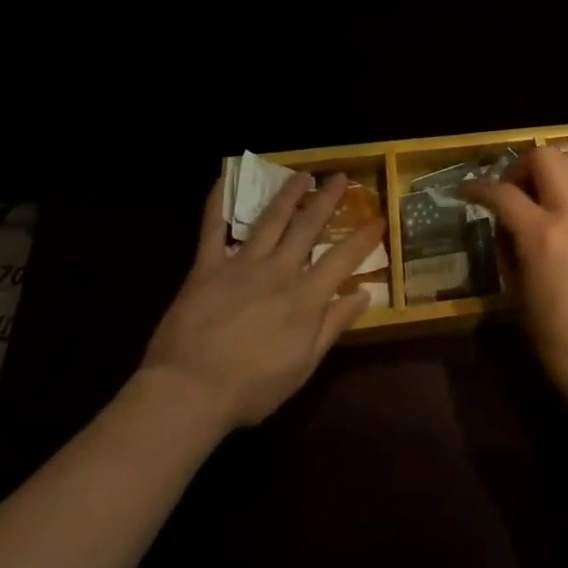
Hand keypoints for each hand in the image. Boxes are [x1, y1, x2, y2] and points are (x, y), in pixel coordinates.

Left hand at [138, 172, 383, 434]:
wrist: (188, 392)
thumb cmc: (251, 388)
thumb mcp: (303, 366)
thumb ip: (333, 326)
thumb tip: (364, 295)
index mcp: (305, 297)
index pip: (343, 258)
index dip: (364, 237)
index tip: (379, 217)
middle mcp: (279, 270)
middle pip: (308, 226)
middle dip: (327, 200)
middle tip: (340, 177)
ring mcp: (242, 264)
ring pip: (270, 219)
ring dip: (287, 194)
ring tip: (300, 175)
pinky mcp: (207, 267)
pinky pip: (212, 229)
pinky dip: (217, 204)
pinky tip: (223, 180)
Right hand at [466, 149, 567, 413]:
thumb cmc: (554, 338)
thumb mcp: (516, 291)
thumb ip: (507, 245)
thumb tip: (504, 220)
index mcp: (543, 234)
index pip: (503, 192)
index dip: (478, 188)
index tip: (467, 192)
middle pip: (546, 156)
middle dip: (521, 167)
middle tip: (510, 192)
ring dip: (549, 172)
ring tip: (537, 200)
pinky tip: (563, 225)